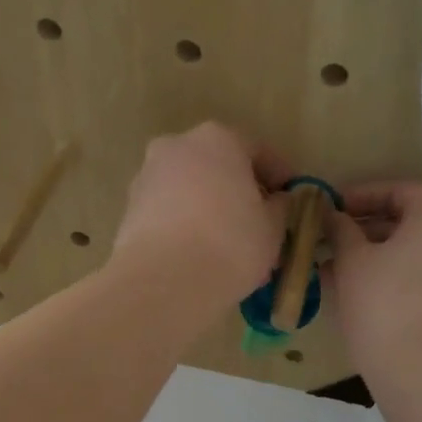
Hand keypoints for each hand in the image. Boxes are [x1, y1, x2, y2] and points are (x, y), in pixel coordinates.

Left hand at [114, 124, 290, 303]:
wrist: (165, 282)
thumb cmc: (231, 243)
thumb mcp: (274, 227)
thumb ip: (280, 207)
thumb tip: (277, 203)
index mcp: (217, 139)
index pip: (257, 150)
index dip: (279, 177)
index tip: (292, 200)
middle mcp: (177, 147)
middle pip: (218, 166)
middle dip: (239, 192)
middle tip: (259, 224)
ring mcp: (147, 177)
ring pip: (190, 190)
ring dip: (210, 209)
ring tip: (229, 247)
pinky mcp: (129, 210)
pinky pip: (169, 212)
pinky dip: (186, 226)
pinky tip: (200, 256)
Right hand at [330, 182, 421, 390]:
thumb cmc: (384, 307)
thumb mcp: (352, 262)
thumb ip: (341, 230)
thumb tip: (333, 216)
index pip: (401, 190)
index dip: (363, 195)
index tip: (332, 208)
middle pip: (413, 220)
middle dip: (368, 228)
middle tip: (332, 241)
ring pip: (420, 252)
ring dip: (381, 255)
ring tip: (341, 272)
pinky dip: (401, 277)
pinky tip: (367, 296)